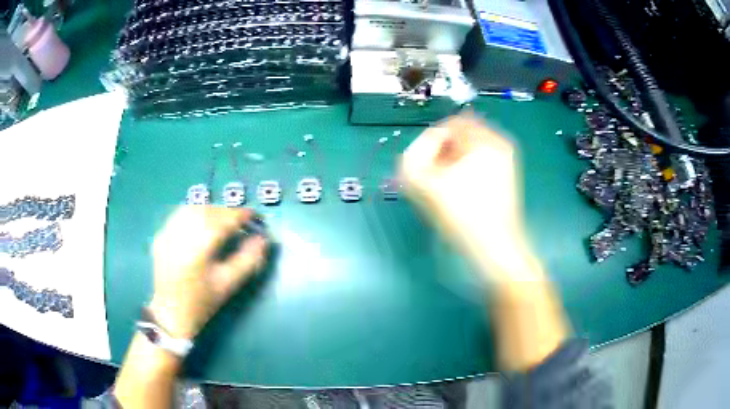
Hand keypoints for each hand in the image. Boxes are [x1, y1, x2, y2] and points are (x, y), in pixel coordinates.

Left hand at [149, 206, 267, 338]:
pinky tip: (201, 223)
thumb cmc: (202, 302)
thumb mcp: (229, 284)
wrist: (171, 313)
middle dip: (226, 212)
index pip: (222, 221)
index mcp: (198, 250)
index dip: (240, 215)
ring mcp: (167, 234)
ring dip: (210, 210)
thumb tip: (263, 239)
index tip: (254, 216)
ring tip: (222, 220)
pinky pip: (179, 215)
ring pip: (192, 208)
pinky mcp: (160, 236)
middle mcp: (180, 236)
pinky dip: (194, 213)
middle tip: (240, 220)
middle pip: (207, 211)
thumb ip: (248, 259)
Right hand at [400, 114, 534, 277]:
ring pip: (470, 148)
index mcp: (485, 140)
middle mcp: (499, 143)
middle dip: (443, 151)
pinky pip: (480, 161)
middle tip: (433, 174)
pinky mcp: (507, 174)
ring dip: (453, 161)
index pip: (451, 124)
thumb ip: (412, 159)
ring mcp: (506, 159)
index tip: (423, 163)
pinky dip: (466, 169)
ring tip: (445, 184)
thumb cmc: (464, 216)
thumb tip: (417, 150)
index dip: (431, 141)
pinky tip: (460, 188)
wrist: (496, 247)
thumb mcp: (427, 185)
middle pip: (462, 134)